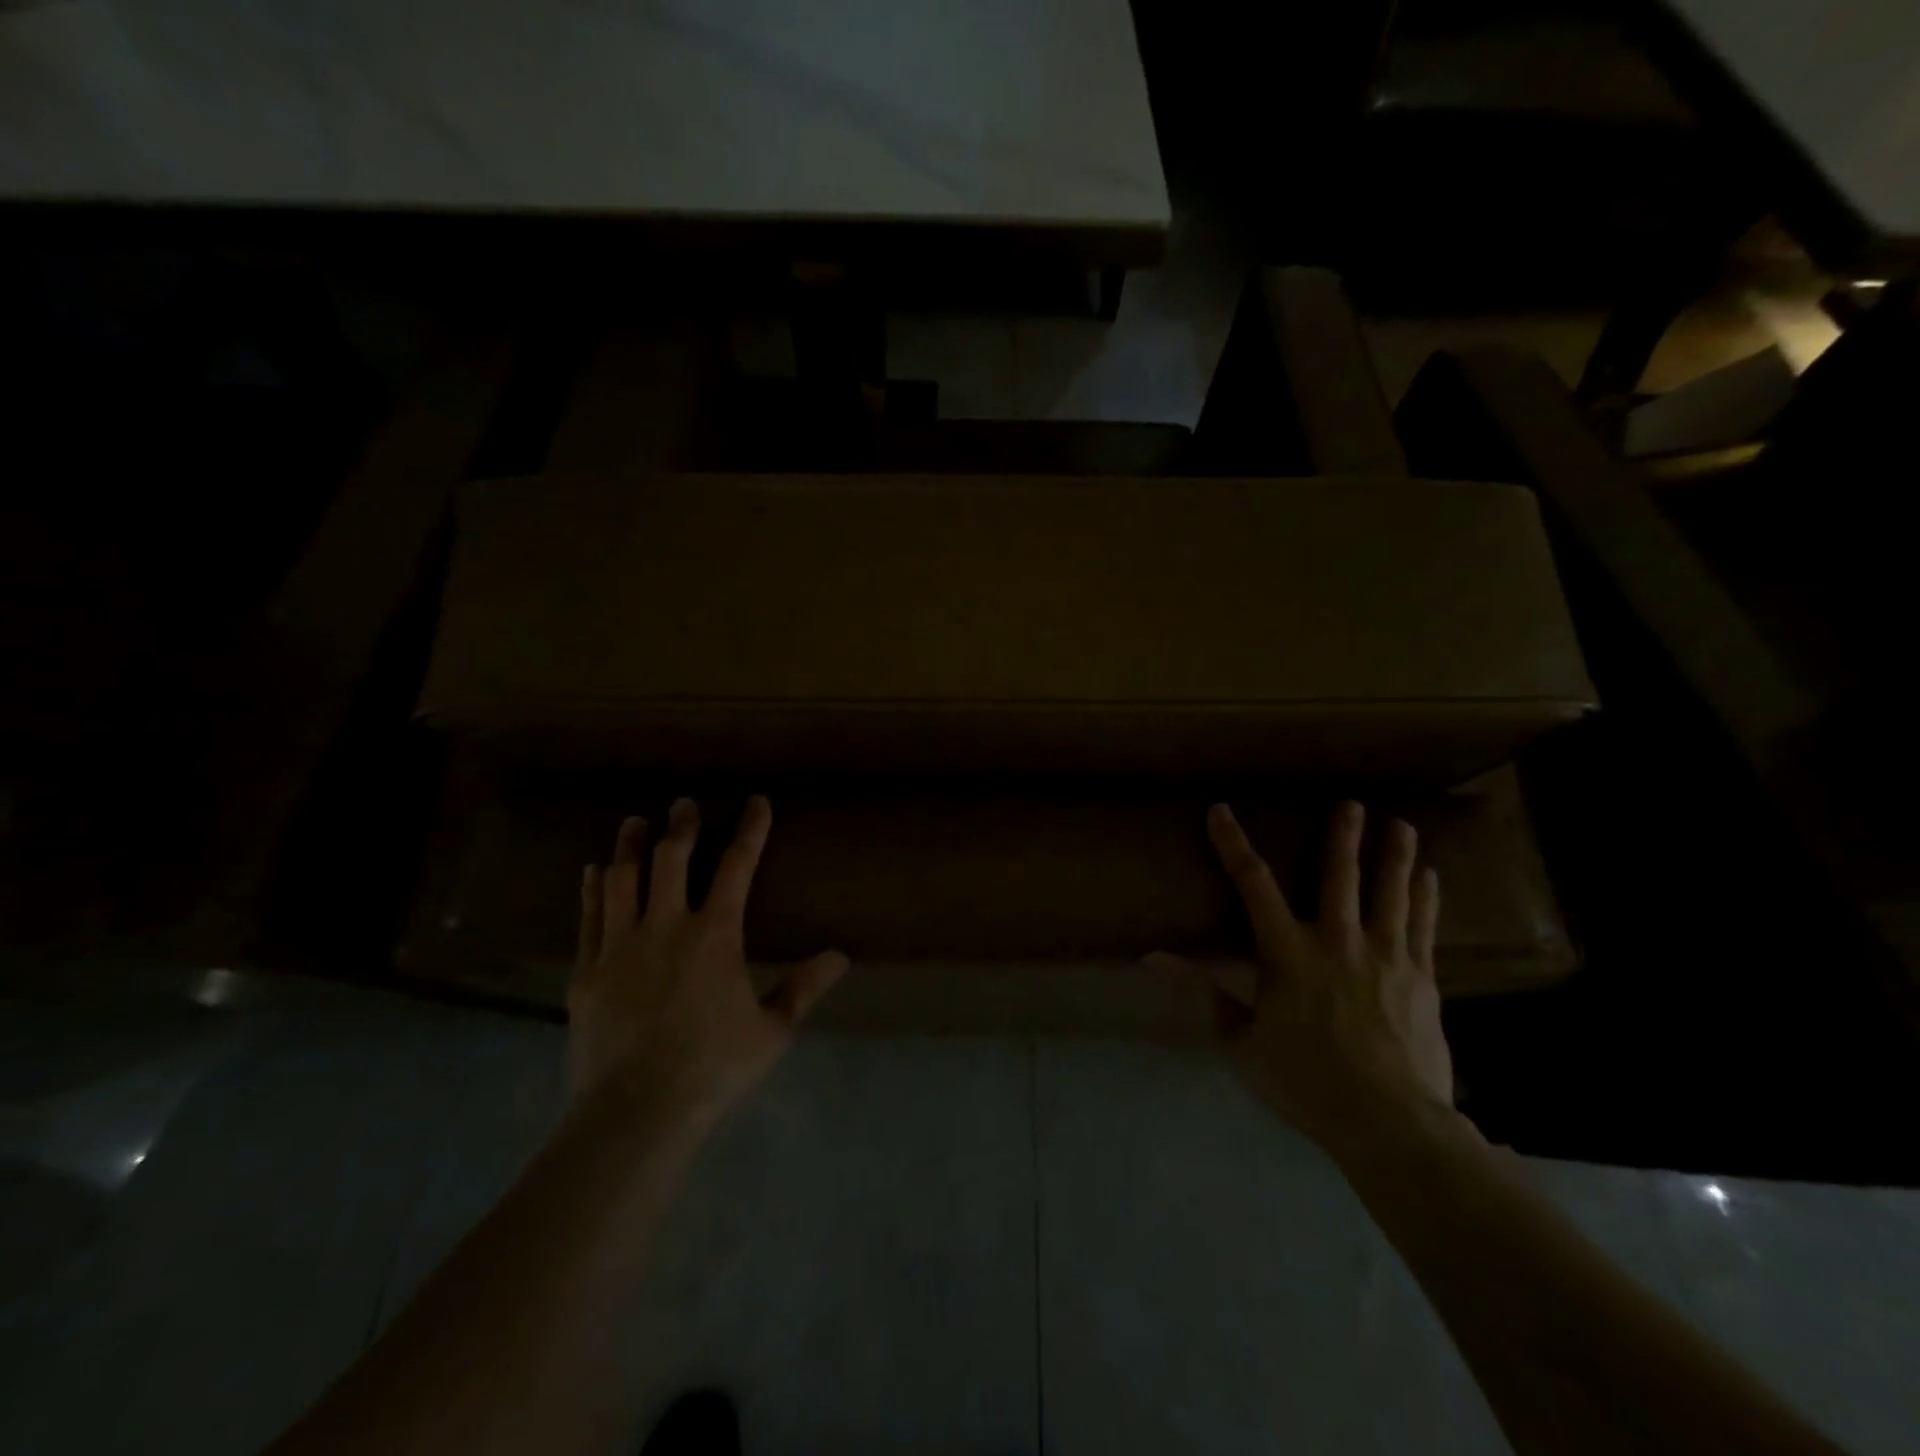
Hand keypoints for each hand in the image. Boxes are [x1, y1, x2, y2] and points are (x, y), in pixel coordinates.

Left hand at [572, 796, 848, 1126]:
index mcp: (715, 934)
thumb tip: (843, 955)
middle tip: (684, 803)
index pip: (737, 866)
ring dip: (631, 846)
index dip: (750, 829)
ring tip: (635, 822)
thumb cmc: (713, 1066)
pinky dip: (593, 888)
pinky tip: (594, 872)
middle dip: (682, 825)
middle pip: (673, 859)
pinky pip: (590, 916)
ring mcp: (620, 946)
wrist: (637, 1110)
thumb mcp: (772, 1030)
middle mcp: (666, 926)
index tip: (756, 801)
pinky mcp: (588, 971)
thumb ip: (804, 987)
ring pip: (623, 879)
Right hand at [1147, 801, 1453, 1154]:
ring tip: (1402, 824)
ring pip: (1389, 893)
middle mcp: (1336, 940)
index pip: (1253, 884)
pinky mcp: (1420, 979)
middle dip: (1343, 836)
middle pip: (1339, 875)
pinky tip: (1430, 878)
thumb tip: (1150, 958)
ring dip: (1393, 856)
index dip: (1233, 844)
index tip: (1221, 811)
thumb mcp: (1239, 1040)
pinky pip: (1424, 927)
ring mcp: (1384, 956)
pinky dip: (1424, 899)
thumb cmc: (1303, 1080)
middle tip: (1352, 802)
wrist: (1388, 1122)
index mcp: (1287, 952)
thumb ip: (1200, 992)